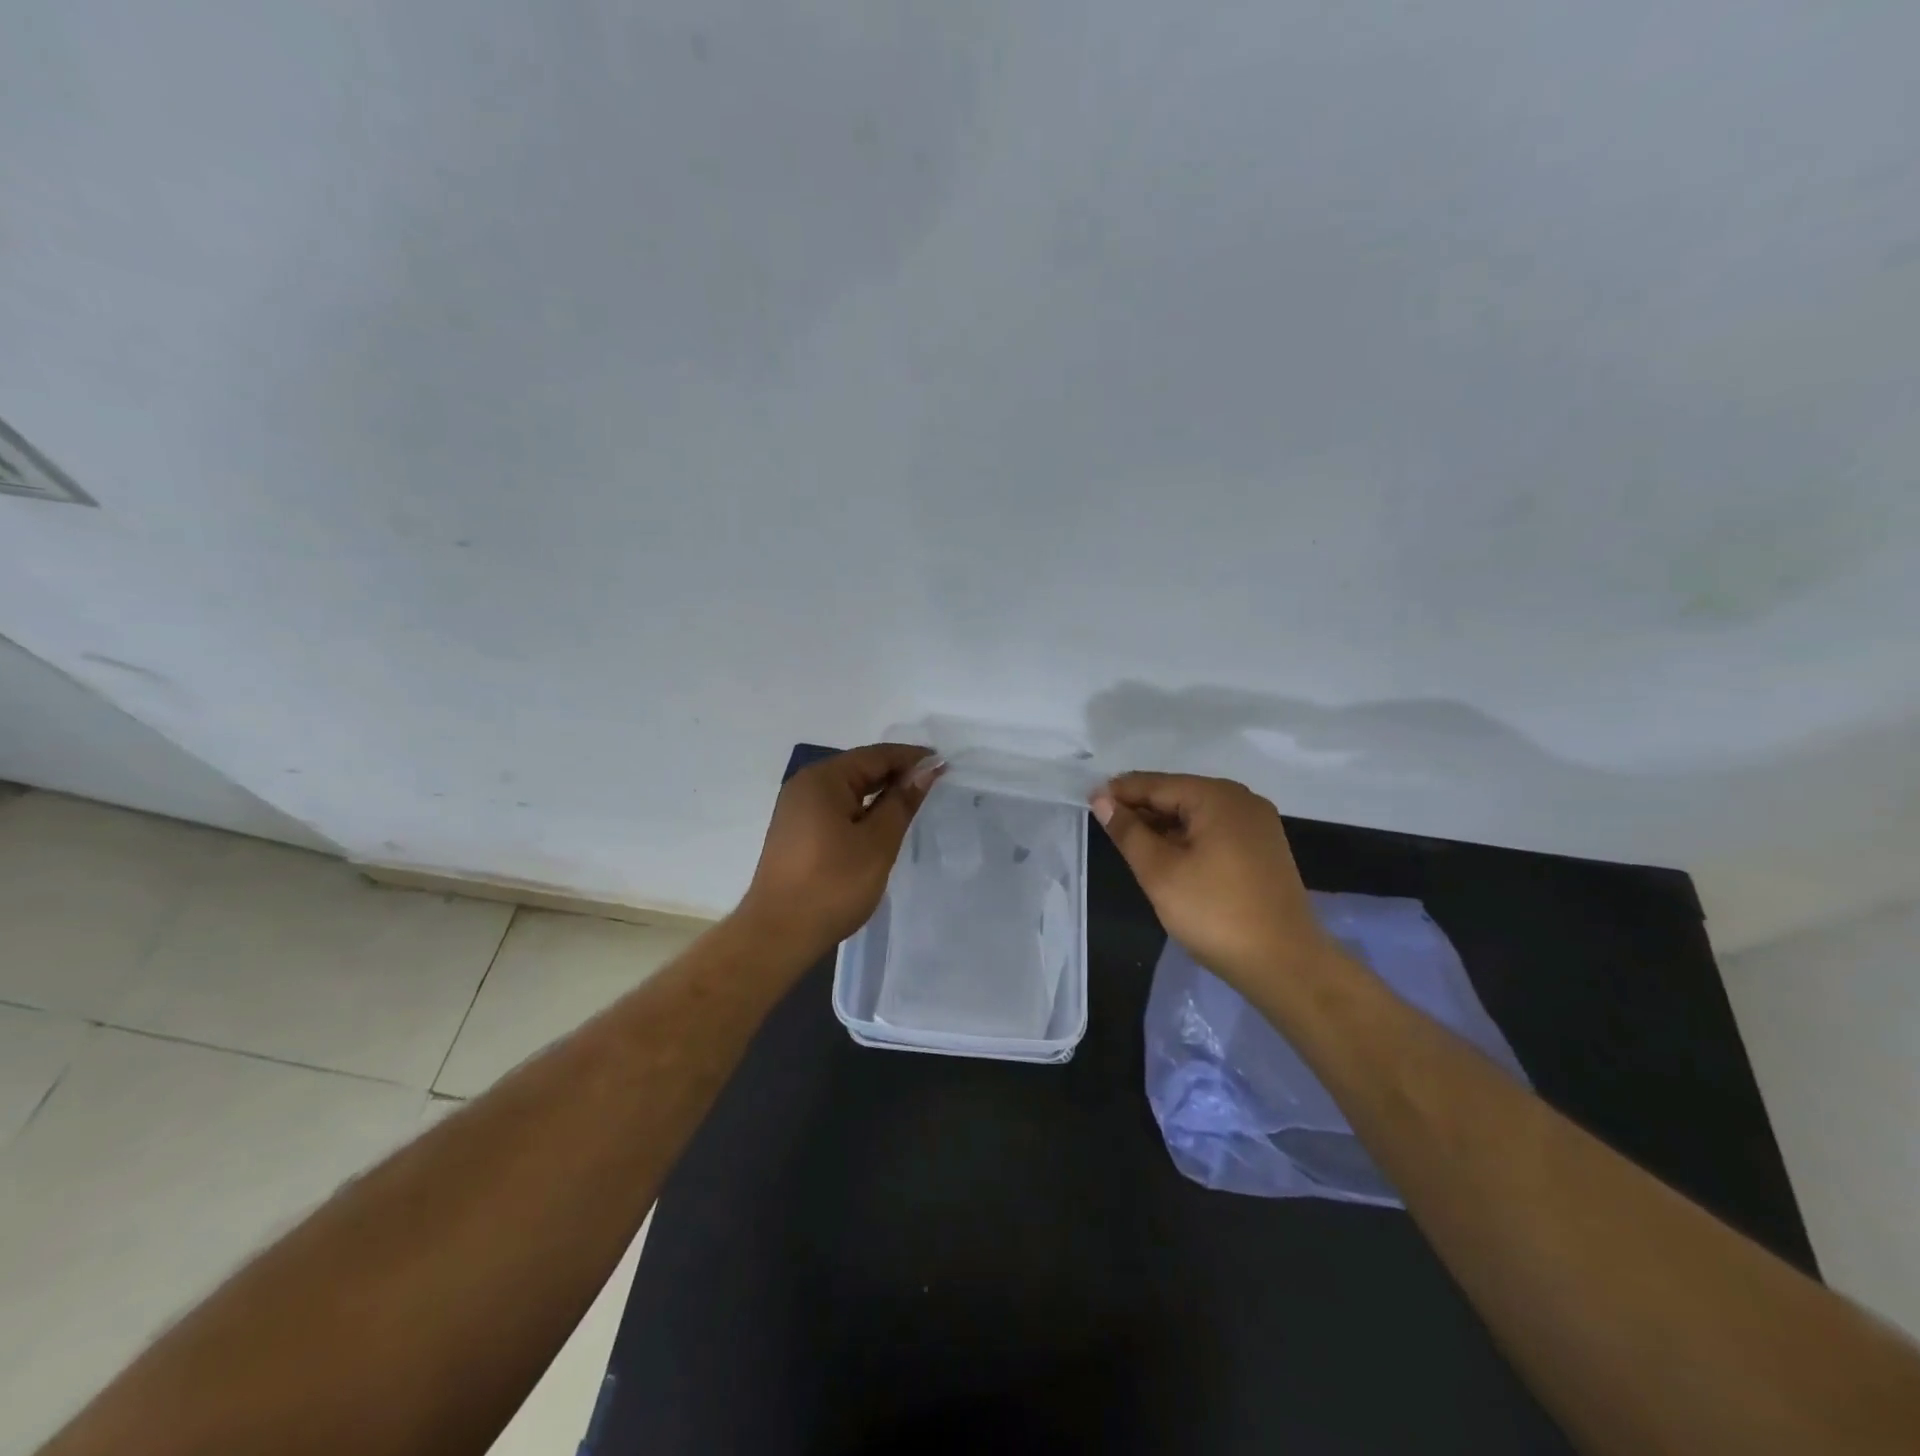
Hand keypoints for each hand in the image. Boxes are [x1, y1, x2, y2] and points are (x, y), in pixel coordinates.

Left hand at [736, 743, 939, 961]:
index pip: (876, 756)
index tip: (944, 765)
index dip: (912, 758)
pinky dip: (862, 809)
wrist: (778, 934)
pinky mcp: (796, 831)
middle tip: (934, 784)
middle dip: (897, 773)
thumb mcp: (877, 842)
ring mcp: (796, 808)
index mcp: (823, 779)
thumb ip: (902, 802)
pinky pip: (836, 807)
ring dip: (880, 792)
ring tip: (913, 802)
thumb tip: (925, 771)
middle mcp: (806, 785)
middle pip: (859, 768)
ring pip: (847, 789)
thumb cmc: (833, 885)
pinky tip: (880, 823)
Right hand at [1091, 772, 1336, 998]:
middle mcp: (1242, 800)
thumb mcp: (1160, 872)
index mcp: (1217, 797)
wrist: (1285, 964)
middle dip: (1141, 808)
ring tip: (1131, 844)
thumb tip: (1102, 800)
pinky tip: (1168, 857)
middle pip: (1178, 794)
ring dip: (1163, 825)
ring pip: (1196, 813)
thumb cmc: (1215, 913)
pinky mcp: (1263, 849)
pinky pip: (1215, 830)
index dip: (1119, 793)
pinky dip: (1187, 838)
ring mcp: (1257, 825)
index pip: (1156, 784)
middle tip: (1106, 827)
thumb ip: (1128, 832)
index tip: (1088, 803)